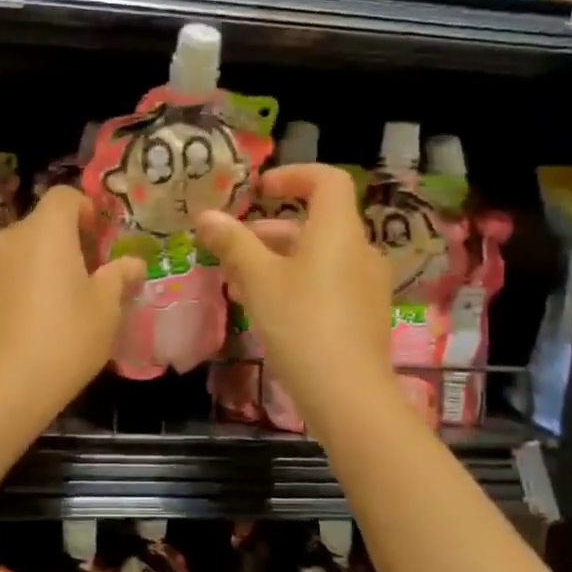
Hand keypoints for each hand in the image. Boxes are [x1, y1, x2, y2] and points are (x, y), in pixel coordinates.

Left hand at [0, 185, 144, 421]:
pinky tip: (20, 328)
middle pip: (38, 228)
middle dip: (62, 245)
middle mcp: (5, 239)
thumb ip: (118, 278)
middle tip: (83, 281)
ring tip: (50, 308)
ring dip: (34, 268)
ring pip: (14, 255)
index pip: (63, 197)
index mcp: (44, 233)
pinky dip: (10, 291)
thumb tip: (132, 263)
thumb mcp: (105, 311)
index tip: (98, 241)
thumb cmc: (63, 342)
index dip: (84, 210)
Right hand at [196, 165, 399, 432]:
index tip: (259, 190)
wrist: (348, 396)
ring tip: (237, 285)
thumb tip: (206, 215)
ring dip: (275, 262)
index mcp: (339, 232)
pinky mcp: (363, 316)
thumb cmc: (301, 324)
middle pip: (315, 224)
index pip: (327, 180)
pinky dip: (295, 284)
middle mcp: (359, 251)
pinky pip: (327, 284)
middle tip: (232, 249)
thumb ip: (233, 243)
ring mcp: (366, 286)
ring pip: (316, 258)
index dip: (293, 175)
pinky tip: (265, 311)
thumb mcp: (258, 280)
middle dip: (268, 232)